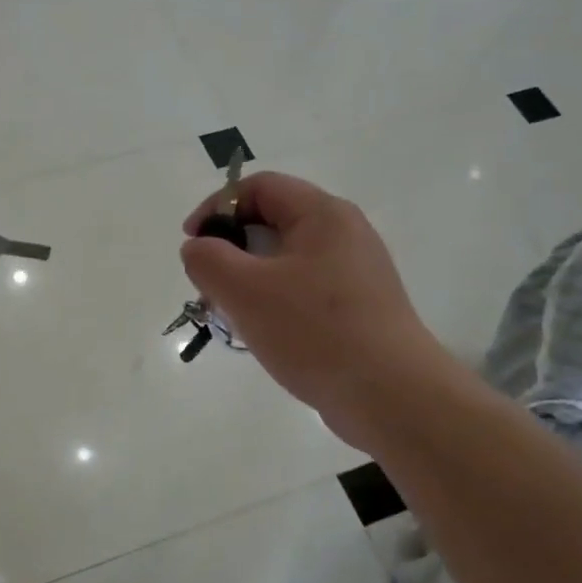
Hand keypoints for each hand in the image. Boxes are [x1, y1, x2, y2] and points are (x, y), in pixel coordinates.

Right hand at [179, 171, 443, 444]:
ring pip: (286, 262)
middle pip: (273, 223)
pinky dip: (275, 303)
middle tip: (209, 287)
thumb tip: (197, 247)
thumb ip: (208, 260)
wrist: (390, 395)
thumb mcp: (244, 291)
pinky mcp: (359, 308)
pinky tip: (264, 336)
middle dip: (231, 250)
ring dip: (250, 282)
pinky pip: (304, 291)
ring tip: (232, 317)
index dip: (217, 206)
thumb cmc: (314, 332)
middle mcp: (345, 234)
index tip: (191, 243)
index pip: (260, 187)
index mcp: (323, 215)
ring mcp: (356, 273)